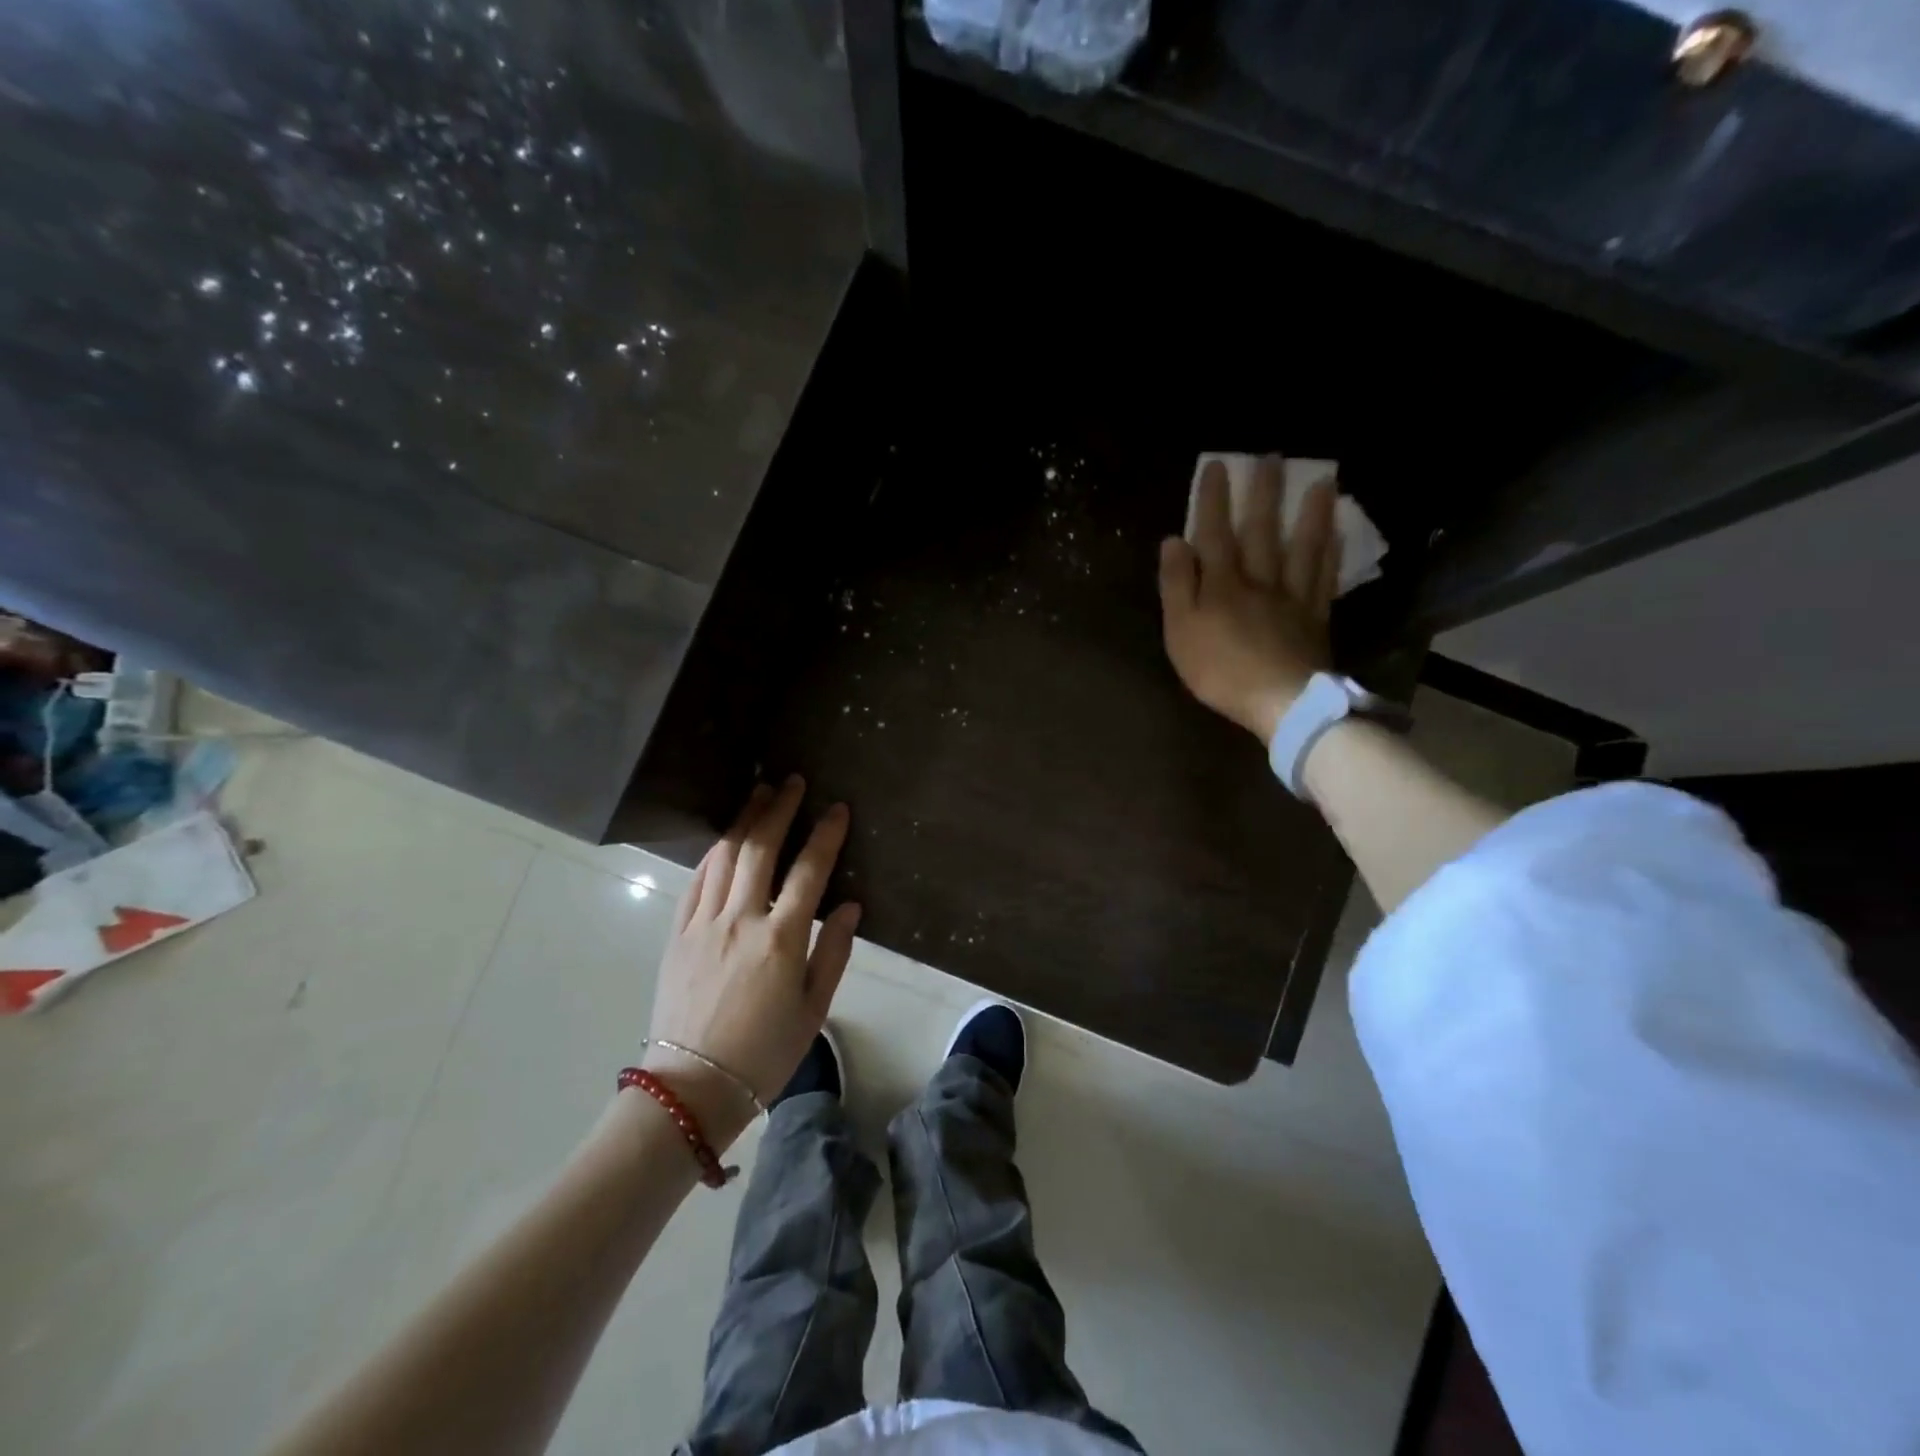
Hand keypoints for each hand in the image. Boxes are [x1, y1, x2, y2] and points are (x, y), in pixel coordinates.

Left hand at [644, 777, 859, 1148]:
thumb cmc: (764, 1054)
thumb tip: (849, 905)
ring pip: (724, 858)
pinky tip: (724, 841)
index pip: (809, 871)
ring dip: (743, 822)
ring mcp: (703, 924)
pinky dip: (713, 855)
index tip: (837, 808)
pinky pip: (695, 882)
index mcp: (780, 940)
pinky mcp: (677, 935)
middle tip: (792, 781)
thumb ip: (833, 952)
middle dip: (778, 810)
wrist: (692, 1088)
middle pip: (760, 850)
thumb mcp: (813, 1009)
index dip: (825, 835)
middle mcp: (740, 920)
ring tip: (758, 794)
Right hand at [1158, 455, 1340, 742]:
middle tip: (1273, 457)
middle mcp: (1258, 581)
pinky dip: (1330, 553)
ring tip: (1322, 480)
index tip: (1218, 466)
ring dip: (1310, 513)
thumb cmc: (1219, 671)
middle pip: (1262, 531)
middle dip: (1264, 493)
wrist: (1280, 701)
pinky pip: (1323, 578)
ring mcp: (1291, 597)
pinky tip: (1337, 534)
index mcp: (1221, 585)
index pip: (1215, 533)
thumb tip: (1174, 541)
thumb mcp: (1180, 631)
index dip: (1214, 500)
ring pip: (1301, 547)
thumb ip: (1177, 585)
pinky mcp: (1315, 617)